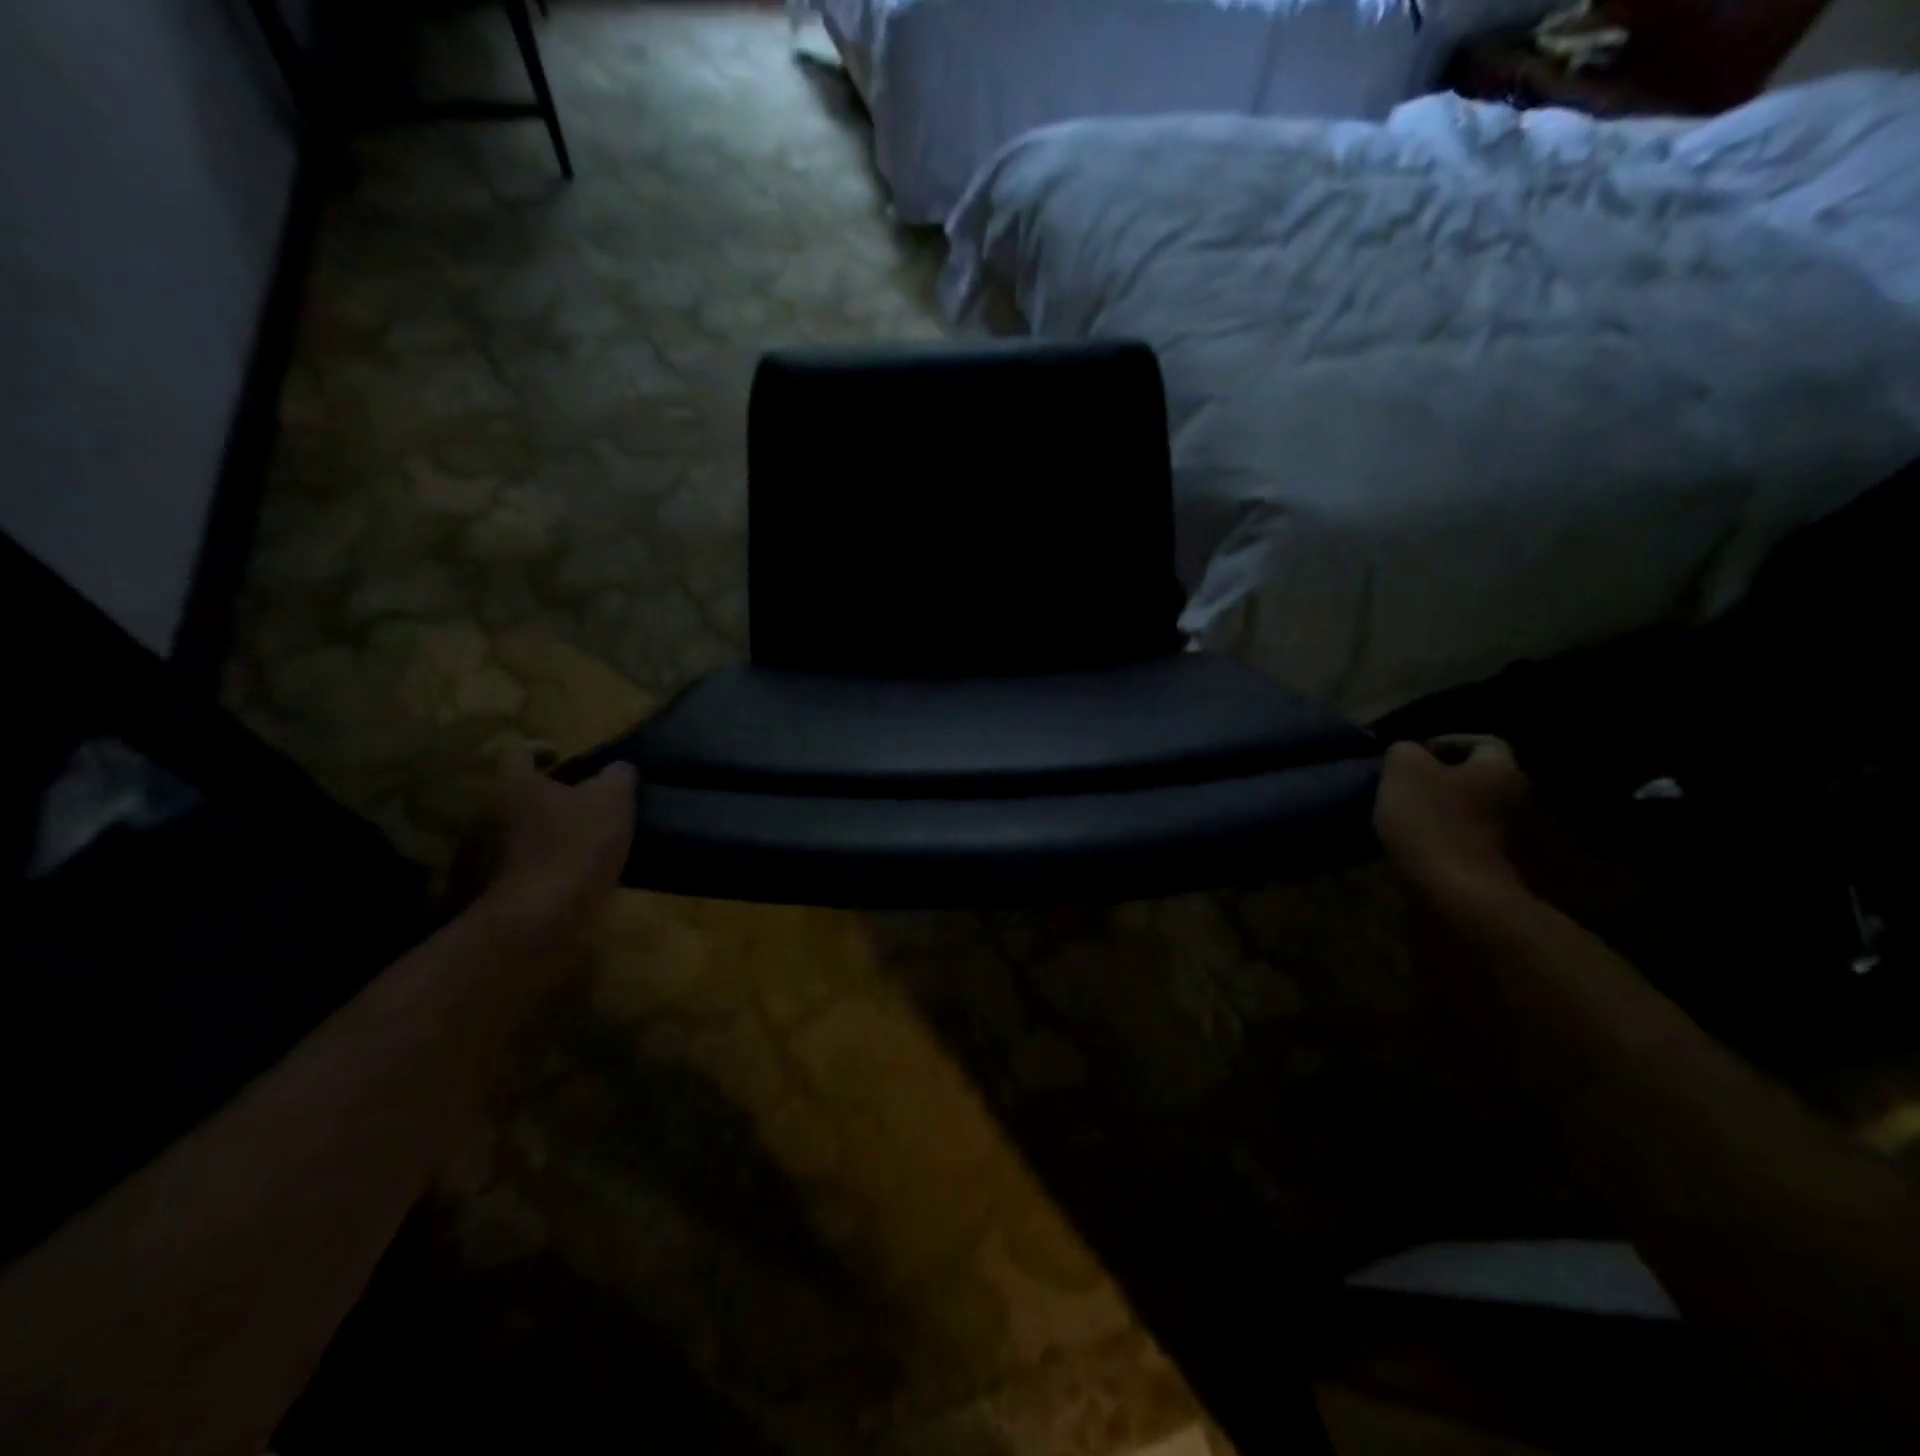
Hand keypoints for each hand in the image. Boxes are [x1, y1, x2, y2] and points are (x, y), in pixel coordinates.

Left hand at [476, 760, 637, 937]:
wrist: (545, 916)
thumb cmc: (577, 844)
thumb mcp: (613, 799)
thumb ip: (618, 776)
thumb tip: (620, 769)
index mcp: (519, 785)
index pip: (521, 754)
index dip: (542, 750)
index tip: (563, 756)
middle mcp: (498, 814)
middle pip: (524, 795)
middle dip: (552, 796)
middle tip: (587, 799)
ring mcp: (497, 854)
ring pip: (528, 830)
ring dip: (554, 831)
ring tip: (592, 836)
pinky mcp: (509, 887)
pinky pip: (533, 864)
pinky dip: (554, 862)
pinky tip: (583, 868)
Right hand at [1376, 736, 1636, 922]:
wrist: (1457, 895)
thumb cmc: (1433, 822)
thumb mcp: (1404, 771)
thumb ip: (1404, 751)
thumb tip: (1407, 753)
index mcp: (1501, 770)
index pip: (1481, 742)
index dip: (1444, 743)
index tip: (1410, 757)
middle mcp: (1516, 800)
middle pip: (1475, 780)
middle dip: (1439, 781)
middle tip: (1402, 786)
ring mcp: (1509, 839)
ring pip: (1468, 812)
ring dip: (1438, 812)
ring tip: (1400, 817)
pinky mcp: (1492, 868)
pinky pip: (1463, 841)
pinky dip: (1440, 839)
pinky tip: (1412, 844)